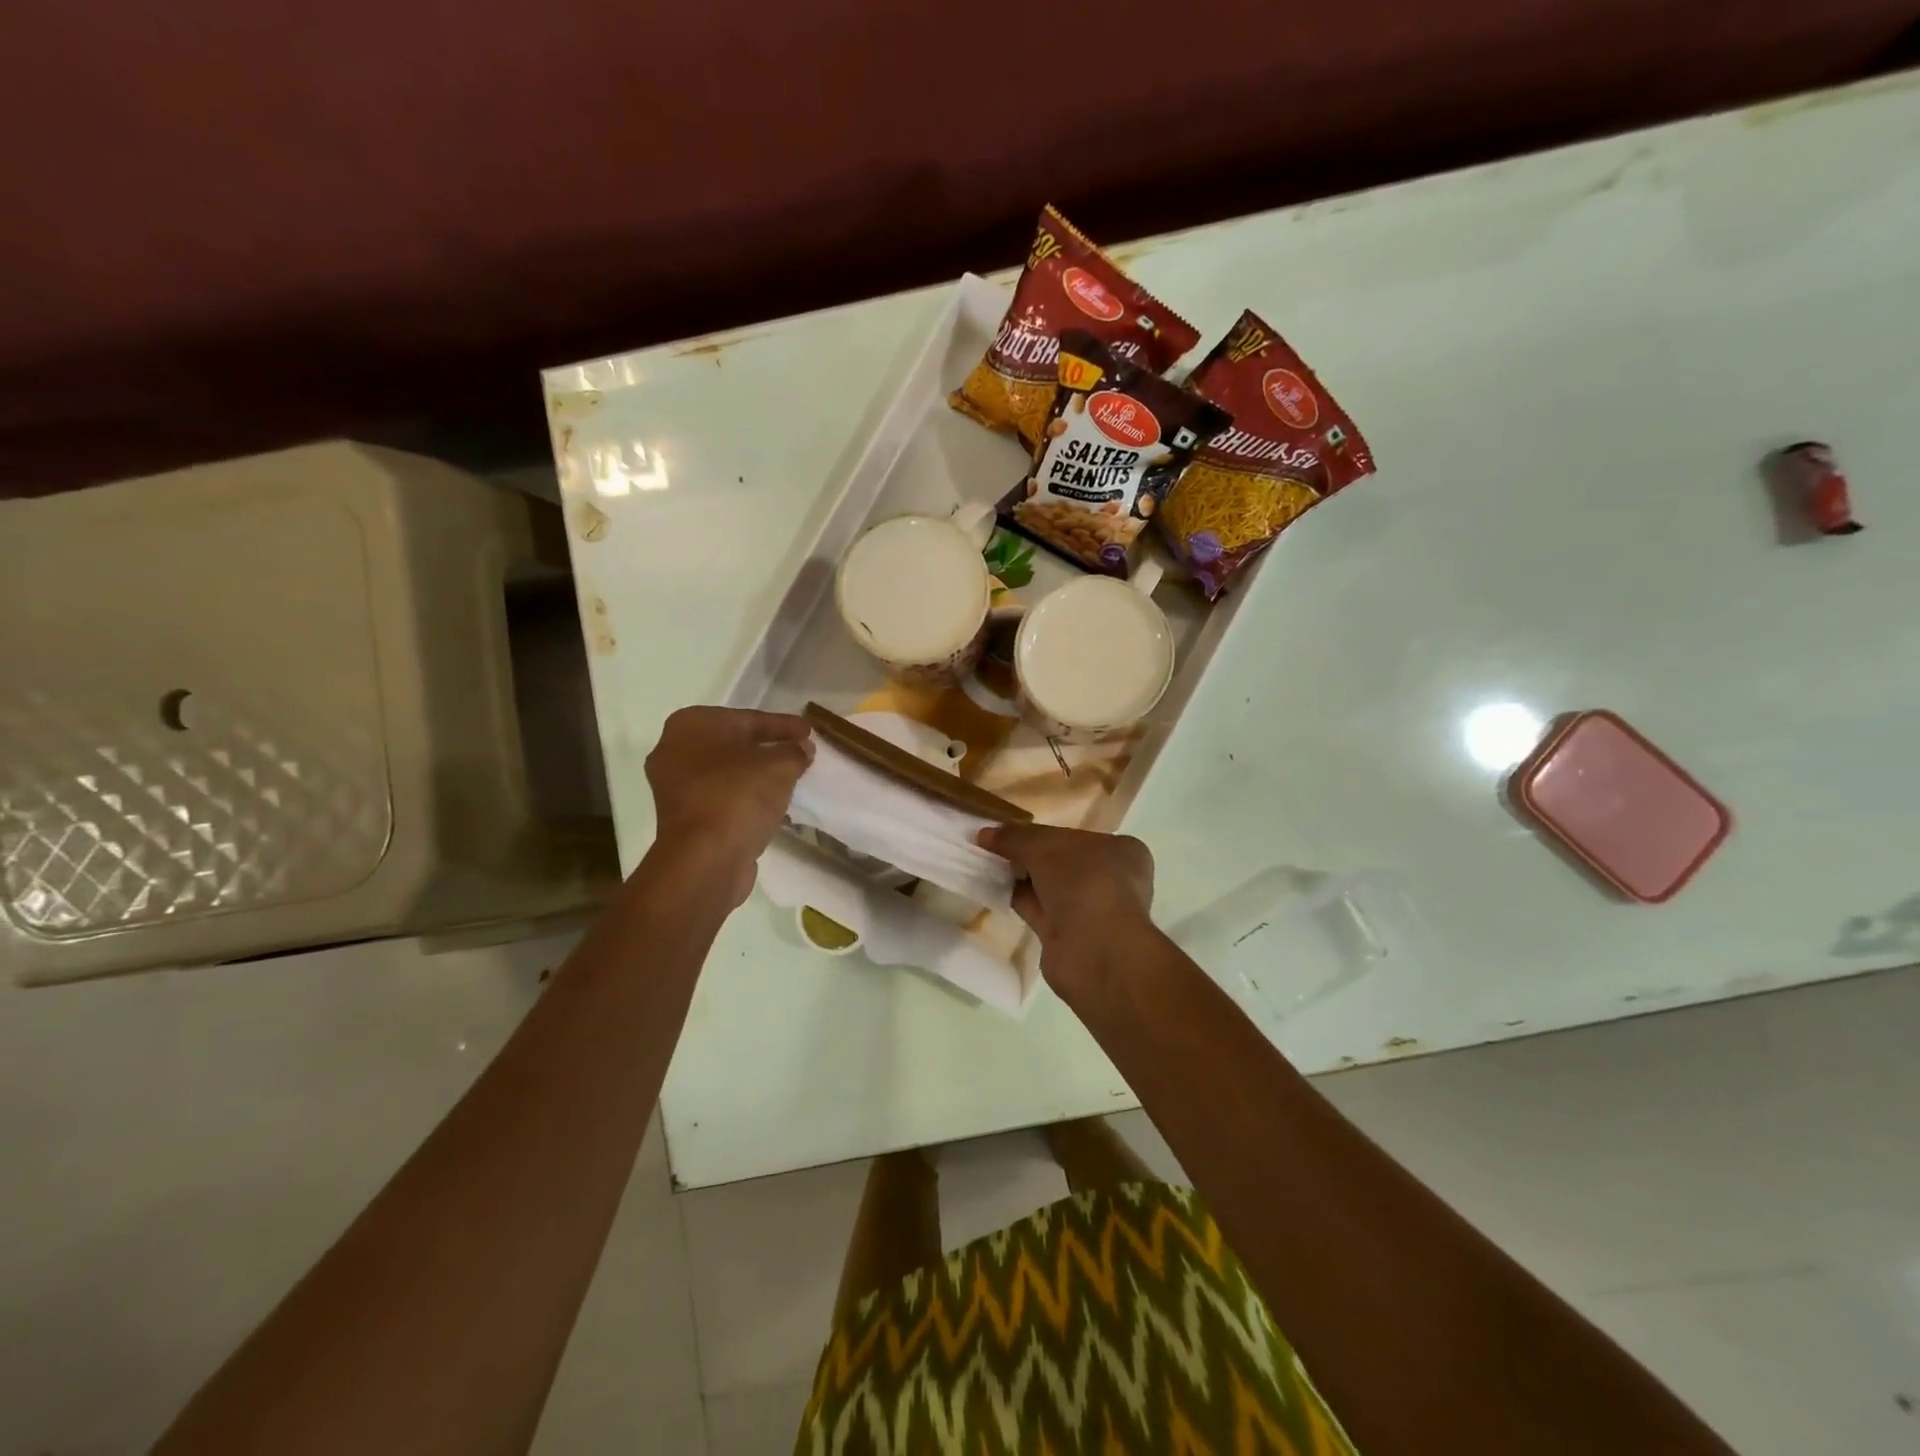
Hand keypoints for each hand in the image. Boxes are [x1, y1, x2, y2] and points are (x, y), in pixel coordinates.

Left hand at [645, 707, 813, 905]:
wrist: (705, 859)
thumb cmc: (739, 796)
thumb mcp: (780, 766)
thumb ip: (795, 751)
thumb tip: (801, 748)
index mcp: (692, 724)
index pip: (749, 719)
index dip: (784, 725)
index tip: (810, 732)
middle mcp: (673, 748)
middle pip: (734, 743)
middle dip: (768, 748)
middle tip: (800, 752)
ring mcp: (673, 785)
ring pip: (726, 771)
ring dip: (756, 774)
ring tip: (789, 778)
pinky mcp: (681, 816)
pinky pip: (720, 796)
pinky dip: (743, 796)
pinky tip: (769, 802)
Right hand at [977, 822, 1154, 998]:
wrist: (1093, 950)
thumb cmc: (1082, 882)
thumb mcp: (1043, 847)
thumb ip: (1014, 838)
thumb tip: (984, 834)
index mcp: (1120, 851)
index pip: (1075, 836)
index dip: (1042, 832)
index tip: (1012, 831)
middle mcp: (1111, 879)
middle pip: (1061, 861)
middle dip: (1029, 854)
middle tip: (993, 845)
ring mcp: (1091, 910)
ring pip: (1049, 886)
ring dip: (1021, 876)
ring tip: (986, 862)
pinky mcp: (1070, 935)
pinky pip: (1039, 909)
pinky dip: (1018, 898)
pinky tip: (993, 887)